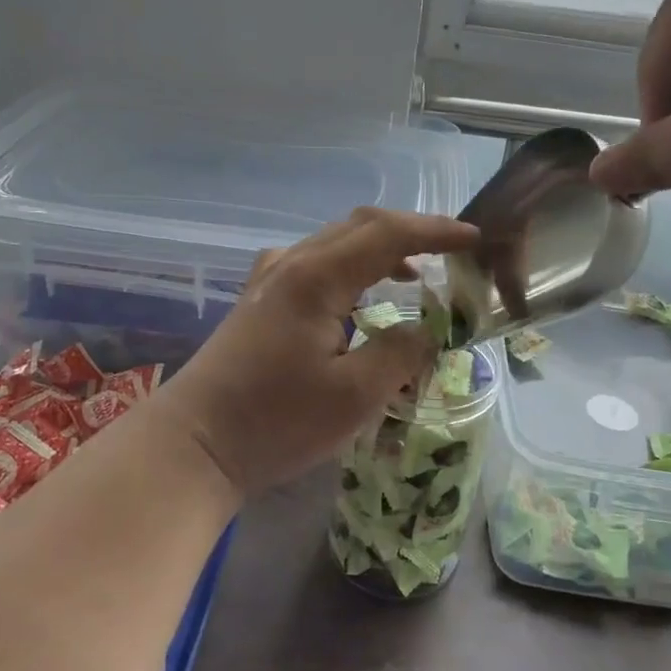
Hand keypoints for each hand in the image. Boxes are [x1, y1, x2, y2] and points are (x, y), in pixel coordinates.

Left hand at [153, 208, 478, 496]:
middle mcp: (292, 263)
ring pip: (336, 242)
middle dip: (410, 232)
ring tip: (415, 274)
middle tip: (451, 251)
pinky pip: (316, 264)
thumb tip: (427, 330)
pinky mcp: (260, 299)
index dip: (435, 231)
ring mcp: (270, 278)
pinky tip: (361, 298)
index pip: (388, 233)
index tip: (474, 238)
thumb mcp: (354, 396)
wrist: (195, 444)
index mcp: (317, 276)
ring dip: (380, 249)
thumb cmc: (275, 421)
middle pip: (360, 226)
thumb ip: (401, 354)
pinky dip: (352, 268)